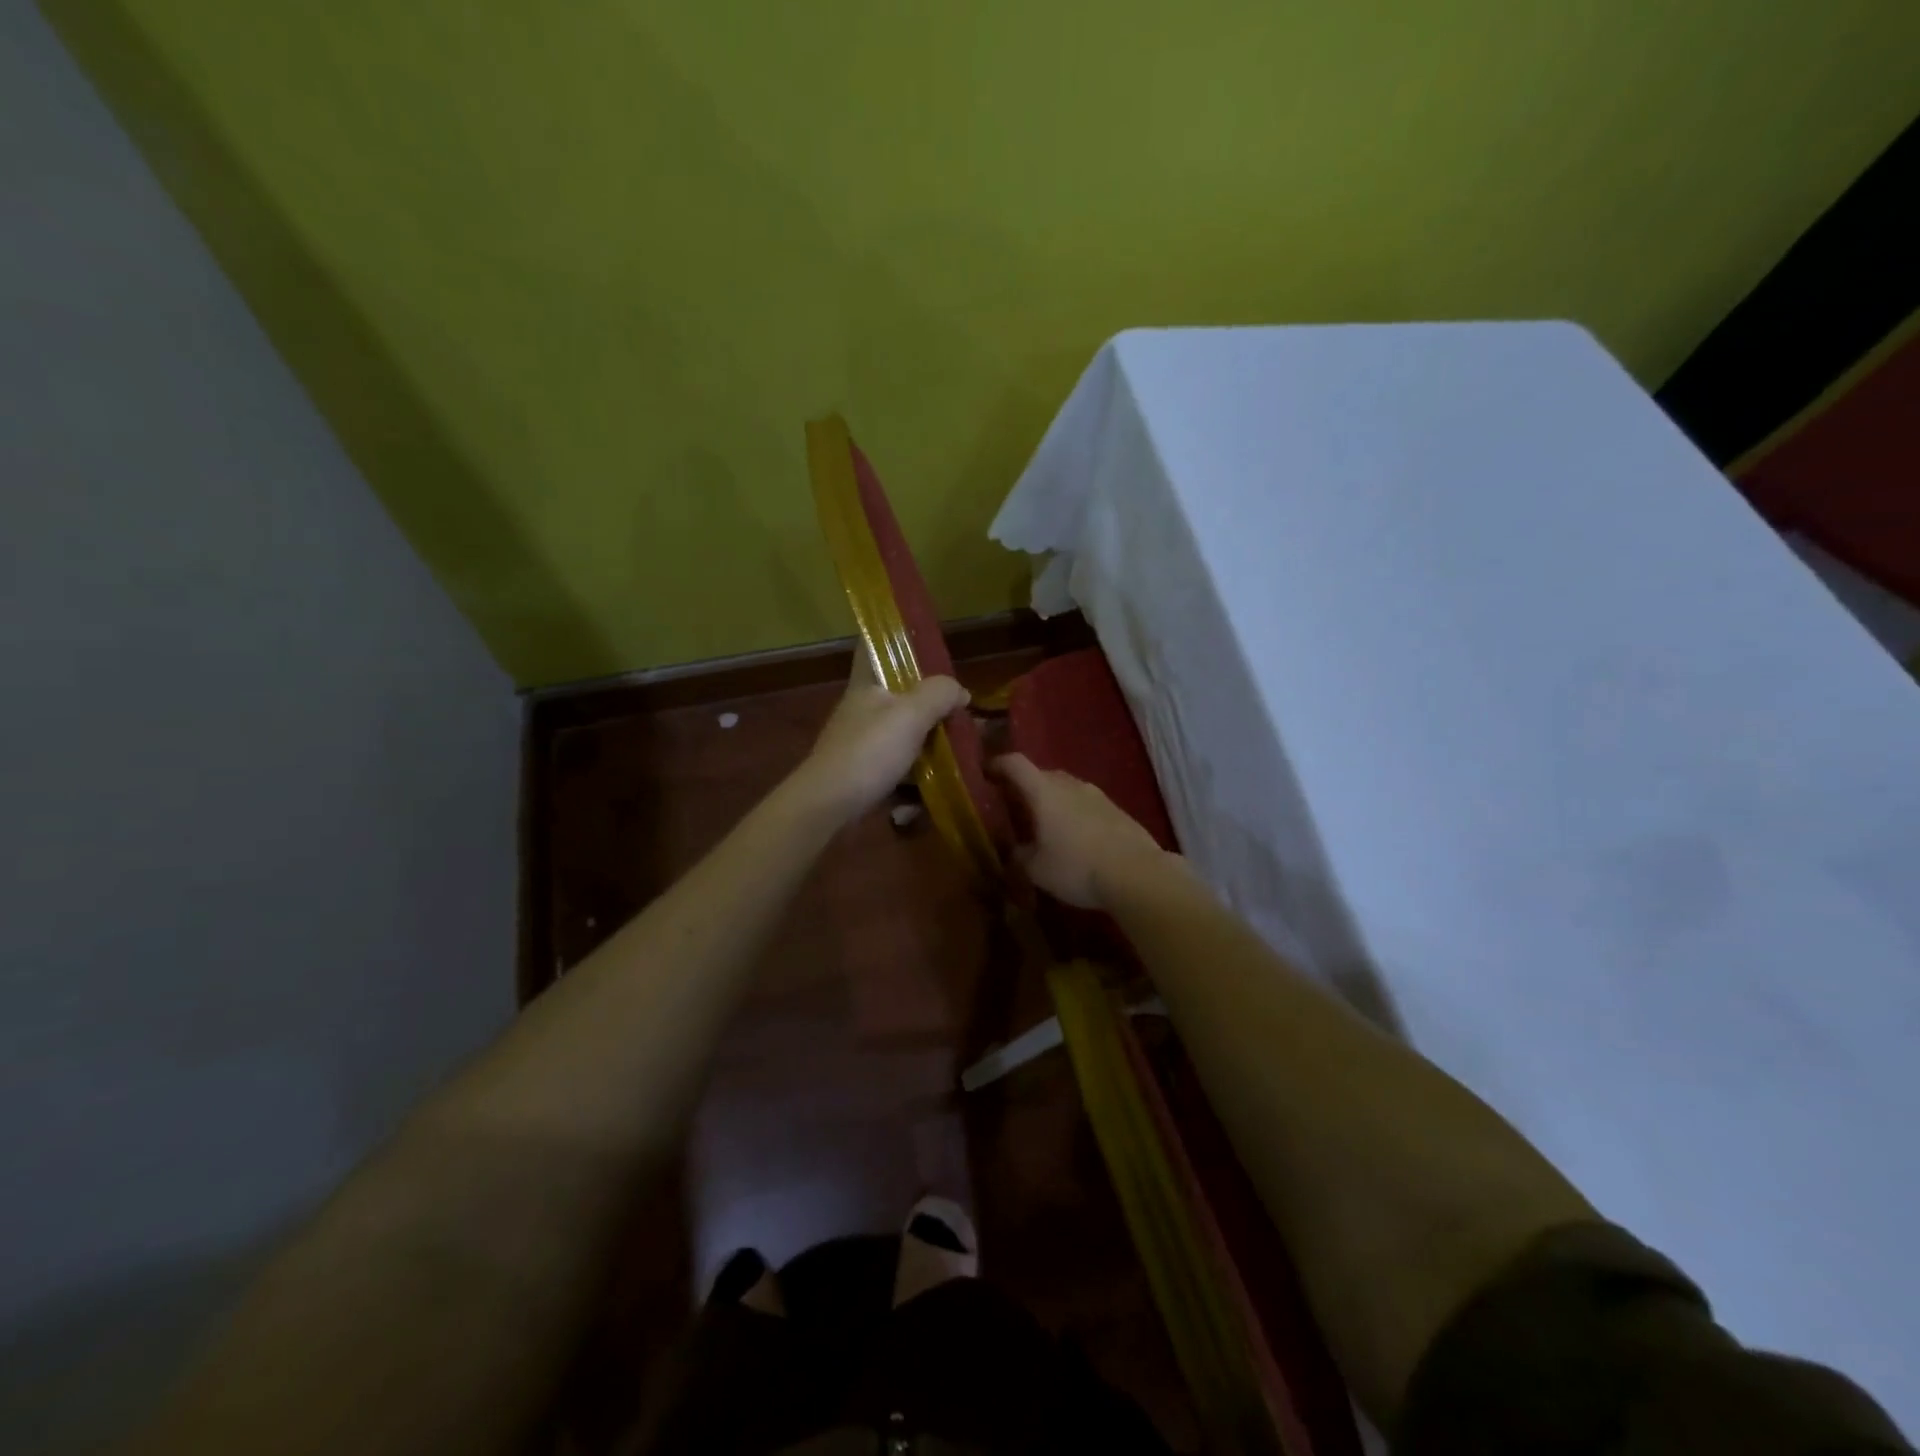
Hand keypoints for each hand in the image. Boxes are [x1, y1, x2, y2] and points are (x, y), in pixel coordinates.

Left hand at [793, 653, 968, 825]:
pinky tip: (932, 788)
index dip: (893, 640)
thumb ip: (939, 694)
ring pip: (901, 734)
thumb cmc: (869, 751)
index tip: (924, 643)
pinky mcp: (863, 773)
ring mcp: (861, 743)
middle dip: (928, 703)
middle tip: (960, 711)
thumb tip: (959, 690)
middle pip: (897, 695)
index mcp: (866, 684)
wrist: (828, 805)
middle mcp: (862, 709)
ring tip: (957, 752)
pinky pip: (897, 767)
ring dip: (927, 744)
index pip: (871, 646)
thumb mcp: (910, 715)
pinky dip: (914, 777)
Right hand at [991, 753, 1169, 908]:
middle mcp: (1070, 784)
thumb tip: (1015, 850)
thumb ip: (1020, 856)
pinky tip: (1076, 837)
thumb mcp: (1037, 870)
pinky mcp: (1117, 810)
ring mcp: (1097, 795)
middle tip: (1015, 806)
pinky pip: (1086, 804)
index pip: (1015, 764)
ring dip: (1053, 800)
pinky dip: (1074, 813)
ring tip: (1046, 823)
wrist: (1137, 874)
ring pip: (1066, 788)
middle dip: (1026, 786)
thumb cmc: (1076, 867)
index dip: (997, 764)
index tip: (986, 773)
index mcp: (1044, 791)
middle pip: (1042, 774)